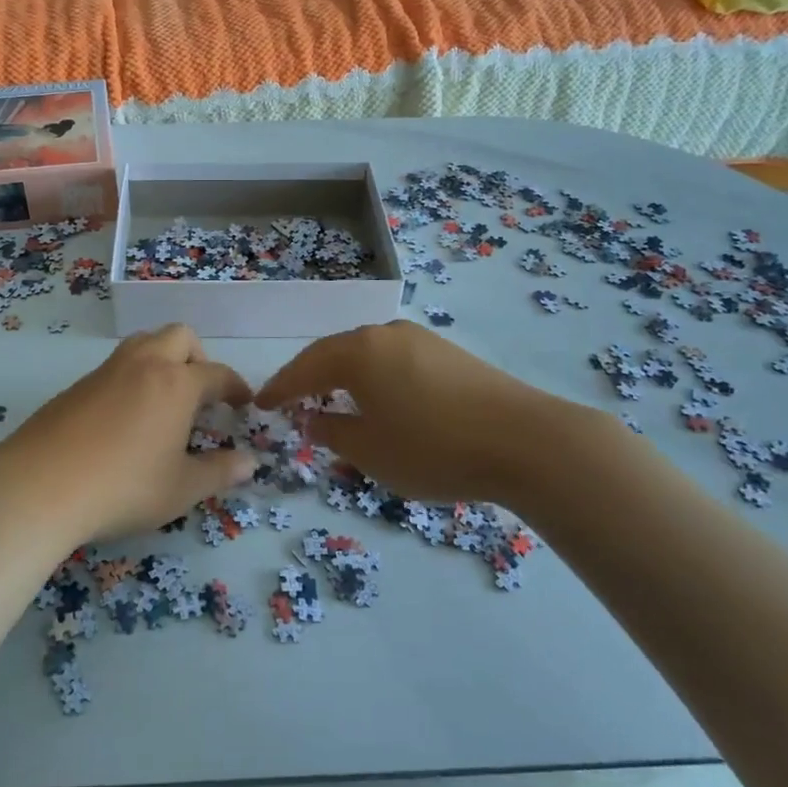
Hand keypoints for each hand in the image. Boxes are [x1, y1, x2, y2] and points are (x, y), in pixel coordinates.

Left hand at [0, 324, 255, 542]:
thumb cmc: (123, 487)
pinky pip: (117, 365)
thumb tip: (250, 462)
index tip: (244, 403)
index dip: (235, 387)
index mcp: (176, 383)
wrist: (40, 484)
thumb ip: (220, 472)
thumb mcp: (180, 488)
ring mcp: (107, 370)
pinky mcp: (77, 384)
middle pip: (180, 336)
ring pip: (144, 342)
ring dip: (163, 358)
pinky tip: (125, 416)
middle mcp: (144, 364)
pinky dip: (133, 377)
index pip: (217, 374)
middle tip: (201, 393)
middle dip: (198, 357)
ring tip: (165, 399)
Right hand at [256, 320, 622, 511]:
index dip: (280, 388)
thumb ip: (332, 433)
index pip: (305, 367)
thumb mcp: (371, 451)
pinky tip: (378, 398)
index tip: (259, 405)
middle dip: (309, 378)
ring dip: (342, 376)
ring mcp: (420, 340)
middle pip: (333, 352)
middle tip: (289, 400)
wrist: (527, 440)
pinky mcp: (448, 353)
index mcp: (358, 353)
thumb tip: (310, 419)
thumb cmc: (435, 448)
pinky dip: (373, 377)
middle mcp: (385, 335)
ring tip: (330, 399)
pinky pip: (392, 360)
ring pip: (365, 354)